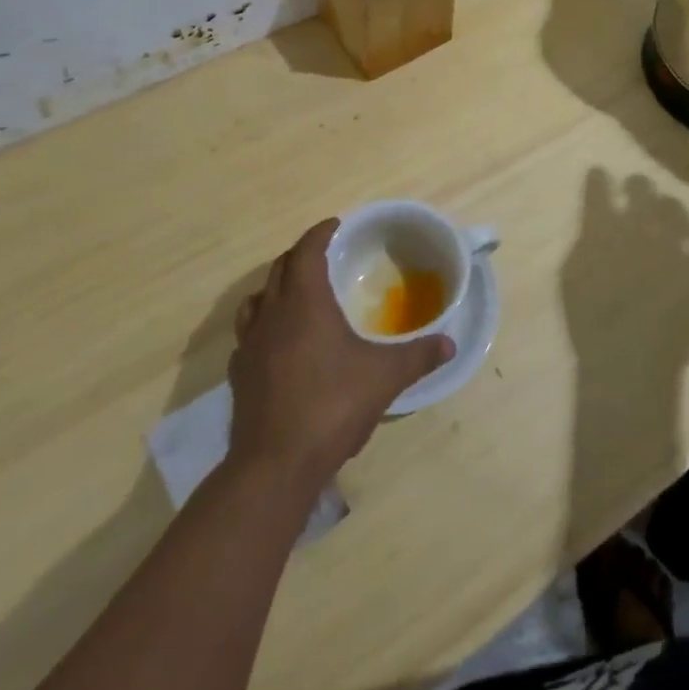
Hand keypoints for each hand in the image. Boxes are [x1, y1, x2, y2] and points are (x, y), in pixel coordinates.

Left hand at [226, 219, 452, 484]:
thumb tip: (450, 343)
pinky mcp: (238, 375)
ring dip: (277, 288)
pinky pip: (249, 335)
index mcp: (305, 302)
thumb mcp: (385, 378)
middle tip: (324, 255)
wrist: (275, 464)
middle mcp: (272, 314)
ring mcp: (249, 345)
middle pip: (280, 269)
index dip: (320, 233)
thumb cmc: (332, 406)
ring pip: (257, 300)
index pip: (307, 251)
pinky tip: (280, 344)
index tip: (335, 225)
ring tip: (298, 294)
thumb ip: (419, 356)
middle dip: (301, 256)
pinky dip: (265, 326)